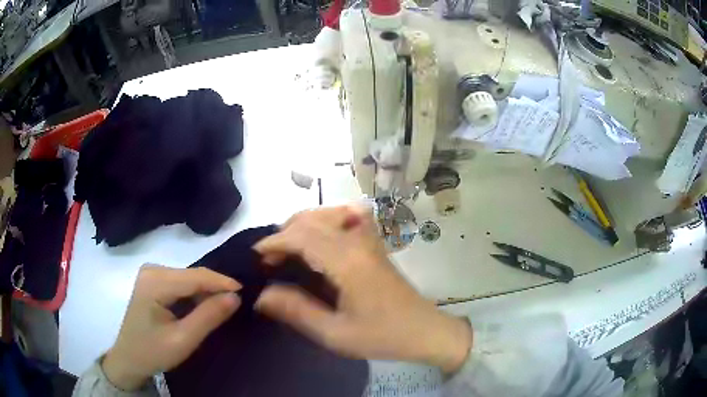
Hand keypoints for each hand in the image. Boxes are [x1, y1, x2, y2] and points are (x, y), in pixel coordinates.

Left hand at [102, 265, 240, 390]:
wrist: (129, 359)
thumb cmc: (153, 352)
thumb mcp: (183, 340)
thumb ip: (208, 317)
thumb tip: (235, 296)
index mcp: (154, 282)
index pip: (195, 276)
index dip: (222, 283)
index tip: (247, 293)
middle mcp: (152, 270)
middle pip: (192, 275)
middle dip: (215, 289)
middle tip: (237, 305)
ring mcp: (151, 274)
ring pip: (189, 278)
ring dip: (206, 293)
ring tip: (223, 308)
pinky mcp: (153, 282)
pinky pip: (181, 284)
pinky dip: (195, 295)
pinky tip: (203, 308)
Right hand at [254, 206, 472, 372]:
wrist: (424, 331)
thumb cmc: (381, 336)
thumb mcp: (334, 333)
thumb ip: (296, 311)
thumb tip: (261, 294)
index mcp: (347, 261)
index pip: (301, 235)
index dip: (273, 242)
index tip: (255, 259)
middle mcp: (358, 241)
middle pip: (311, 219)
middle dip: (283, 233)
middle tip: (269, 261)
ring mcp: (369, 239)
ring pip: (327, 213)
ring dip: (301, 226)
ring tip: (287, 251)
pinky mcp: (374, 244)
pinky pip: (345, 218)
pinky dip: (323, 222)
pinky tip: (319, 240)